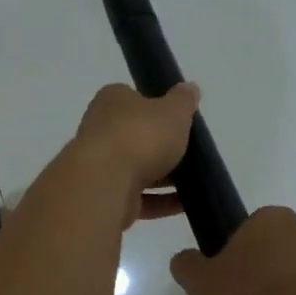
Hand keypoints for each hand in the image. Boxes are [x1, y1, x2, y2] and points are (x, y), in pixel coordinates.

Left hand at [71, 82, 199, 223]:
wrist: (105, 182)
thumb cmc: (140, 135)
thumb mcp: (173, 110)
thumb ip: (183, 100)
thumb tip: (189, 88)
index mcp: (112, 100)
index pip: (134, 98)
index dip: (157, 108)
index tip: (179, 121)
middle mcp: (100, 128)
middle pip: (136, 135)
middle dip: (161, 146)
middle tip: (191, 152)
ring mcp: (100, 164)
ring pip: (137, 168)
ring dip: (163, 177)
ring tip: (195, 182)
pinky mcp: (105, 196)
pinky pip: (138, 197)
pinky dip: (160, 201)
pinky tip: (185, 206)